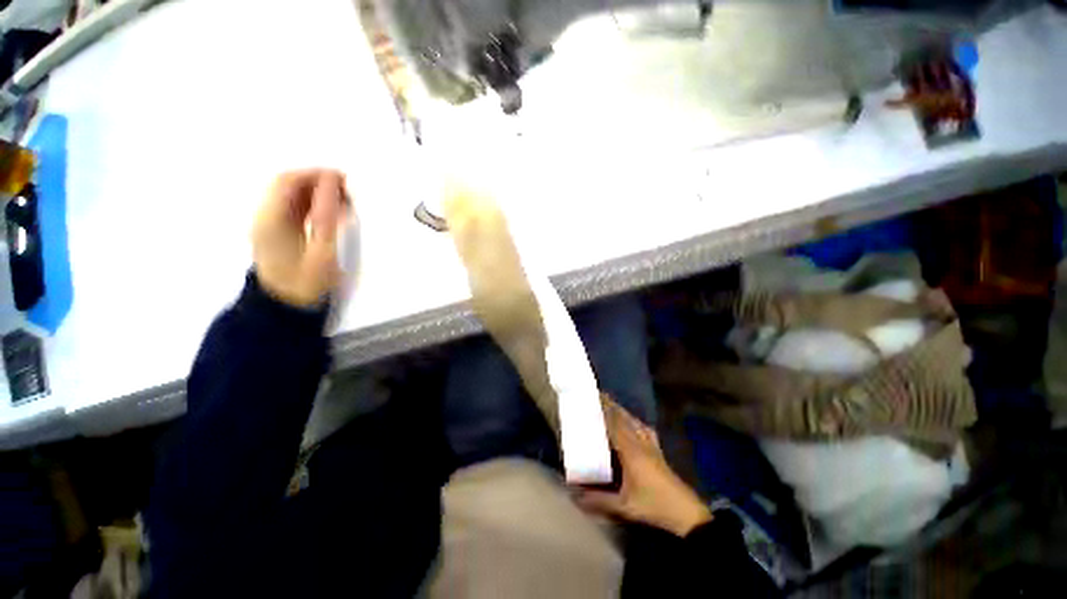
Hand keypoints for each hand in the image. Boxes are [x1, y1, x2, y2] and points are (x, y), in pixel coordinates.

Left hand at [252, 169, 350, 306]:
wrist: (285, 309)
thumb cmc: (305, 284)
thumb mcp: (321, 252)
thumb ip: (326, 216)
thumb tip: (333, 184)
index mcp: (271, 219)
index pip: (289, 181)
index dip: (317, 175)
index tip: (345, 180)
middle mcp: (265, 215)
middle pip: (289, 184)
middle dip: (318, 182)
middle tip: (348, 191)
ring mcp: (269, 223)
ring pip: (292, 195)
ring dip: (318, 193)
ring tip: (345, 203)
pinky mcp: (277, 231)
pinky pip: (295, 209)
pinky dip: (314, 205)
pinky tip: (334, 214)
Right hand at [575, 397, 711, 536]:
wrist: (685, 513)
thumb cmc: (654, 506)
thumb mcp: (624, 506)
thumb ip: (599, 500)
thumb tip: (576, 494)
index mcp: (631, 451)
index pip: (615, 423)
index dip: (604, 408)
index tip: (593, 396)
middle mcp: (640, 443)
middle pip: (624, 418)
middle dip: (611, 404)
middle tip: (598, 394)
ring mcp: (651, 446)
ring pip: (634, 421)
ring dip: (622, 411)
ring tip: (611, 404)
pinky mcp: (658, 451)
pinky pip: (645, 429)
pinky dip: (635, 421)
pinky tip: (634, 422)